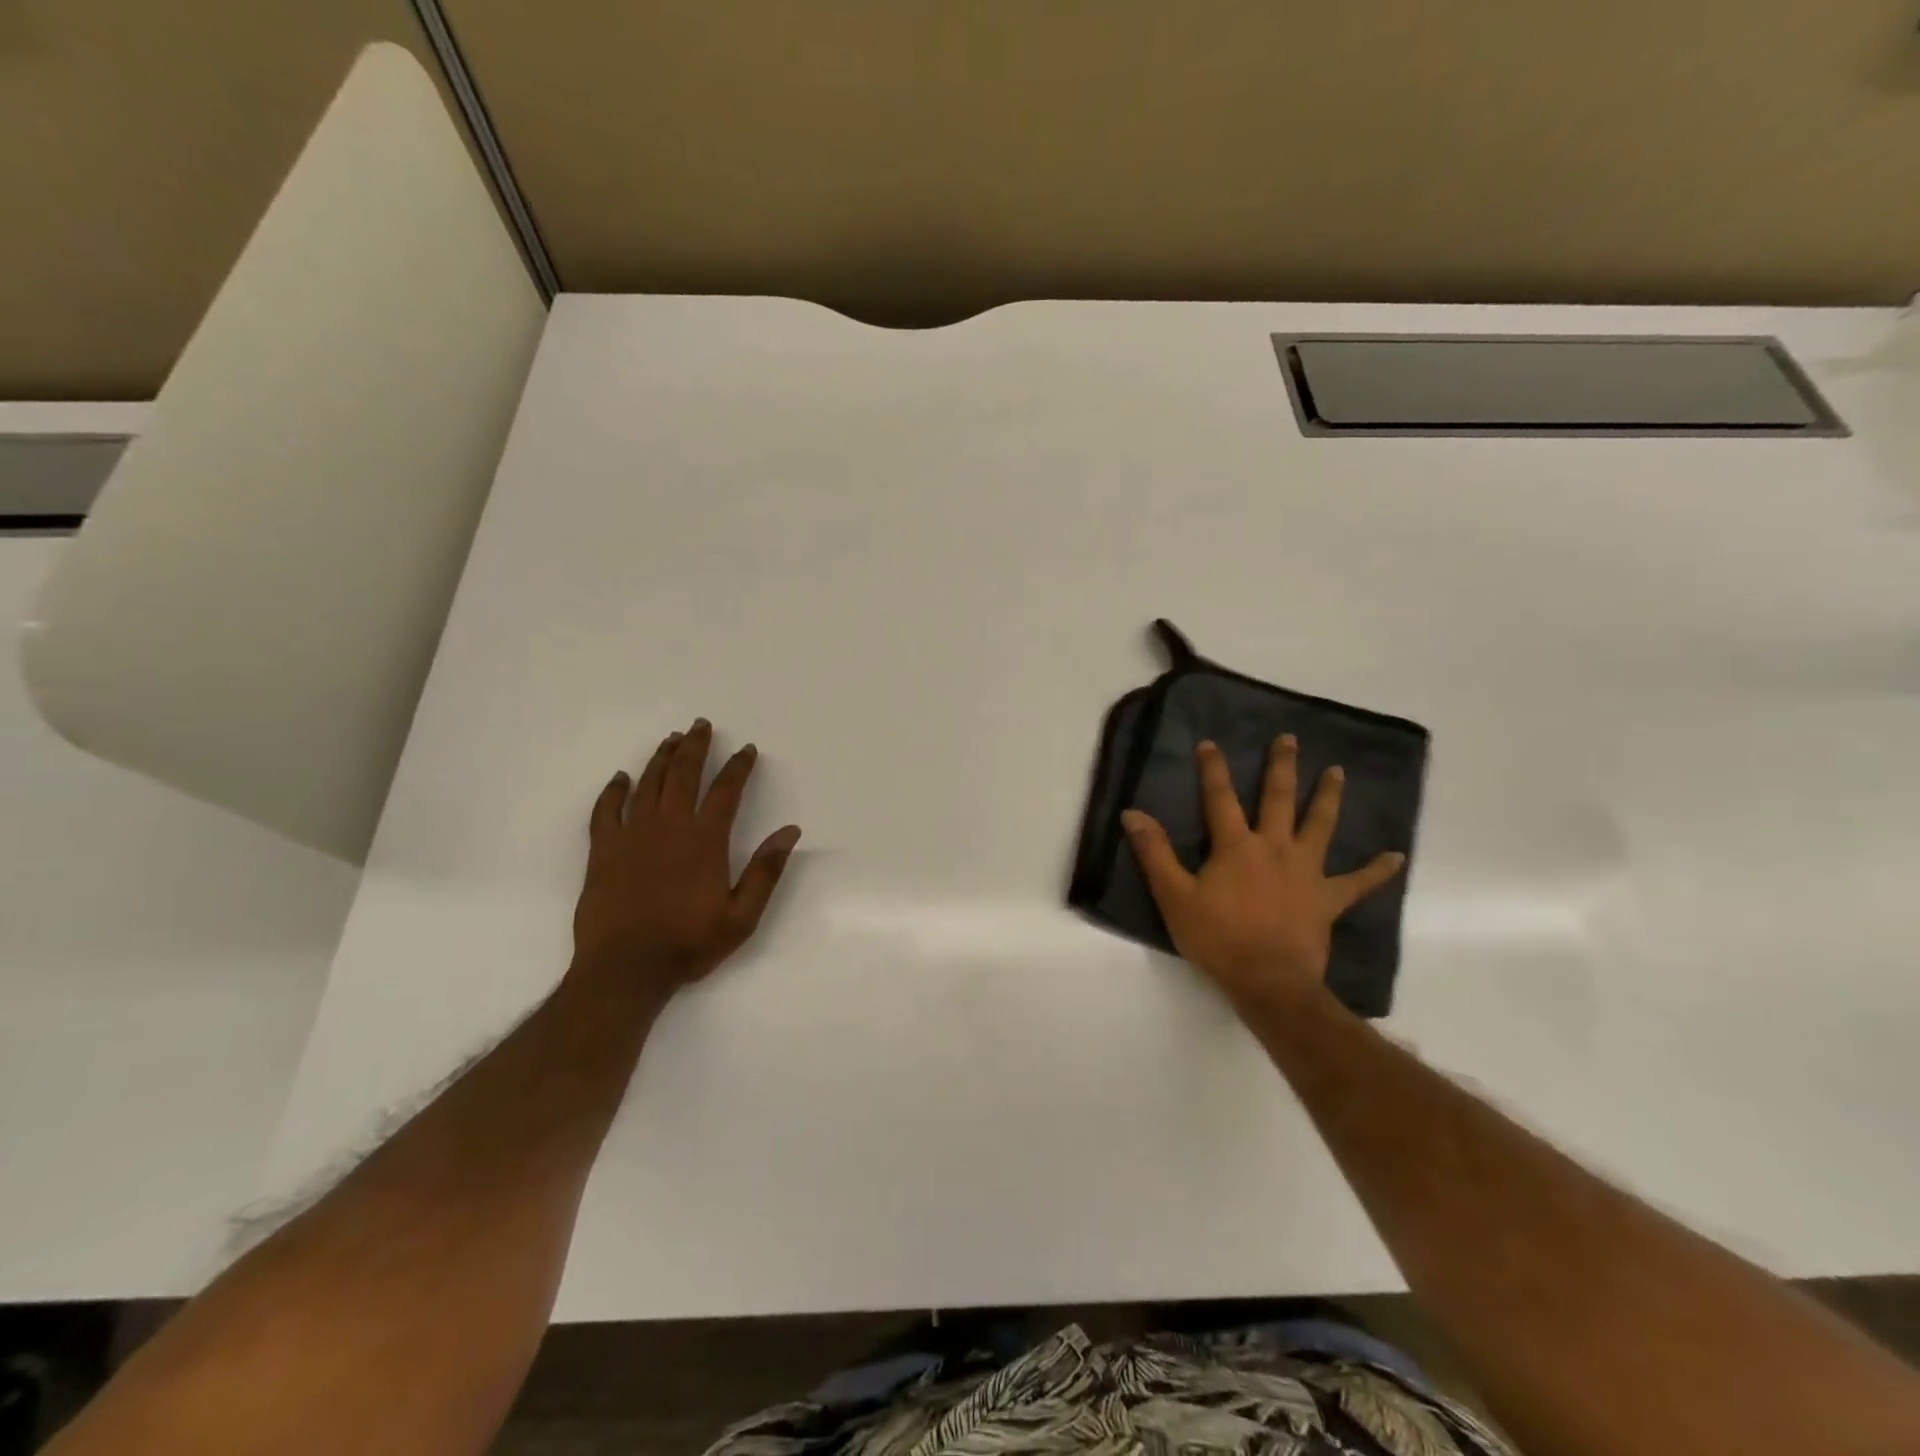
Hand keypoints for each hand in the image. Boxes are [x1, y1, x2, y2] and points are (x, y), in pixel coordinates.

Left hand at [571, 720, 801, 998]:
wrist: (626, 969)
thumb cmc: (689, 943)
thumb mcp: (742, 916)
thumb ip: (766, 870)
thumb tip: (790, 831)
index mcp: (705, 840)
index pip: (726, 790)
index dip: (739, 767)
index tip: (747, 749)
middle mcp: (669, 827)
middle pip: (684, 774)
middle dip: (696, 746)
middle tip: (701, 725)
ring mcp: (632, 835)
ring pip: (648, 784)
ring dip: (661, 758)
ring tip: (672, 739)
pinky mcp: (603, 850)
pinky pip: (605, 810)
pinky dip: (613, 790)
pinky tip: (621, 778)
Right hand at [1122, 735, 1404, 1012]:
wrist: (1269, 982)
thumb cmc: (1218, 939)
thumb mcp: (1175, 897)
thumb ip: (1154, 853)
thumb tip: (1133, 813)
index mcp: (1236, 846)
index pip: (1220, 798)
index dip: (1213, 769)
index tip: (1210, 743)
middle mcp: (1274, 848)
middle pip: (1279, 799)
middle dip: (1281, 767)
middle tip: (1290, 739)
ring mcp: (1306, 871)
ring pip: (1320, 826)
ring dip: (1328, 797)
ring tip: (1337, 772)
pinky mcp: (1328, 899)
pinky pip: (1357, 882)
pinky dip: (1377, 870)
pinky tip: (1395, 857)